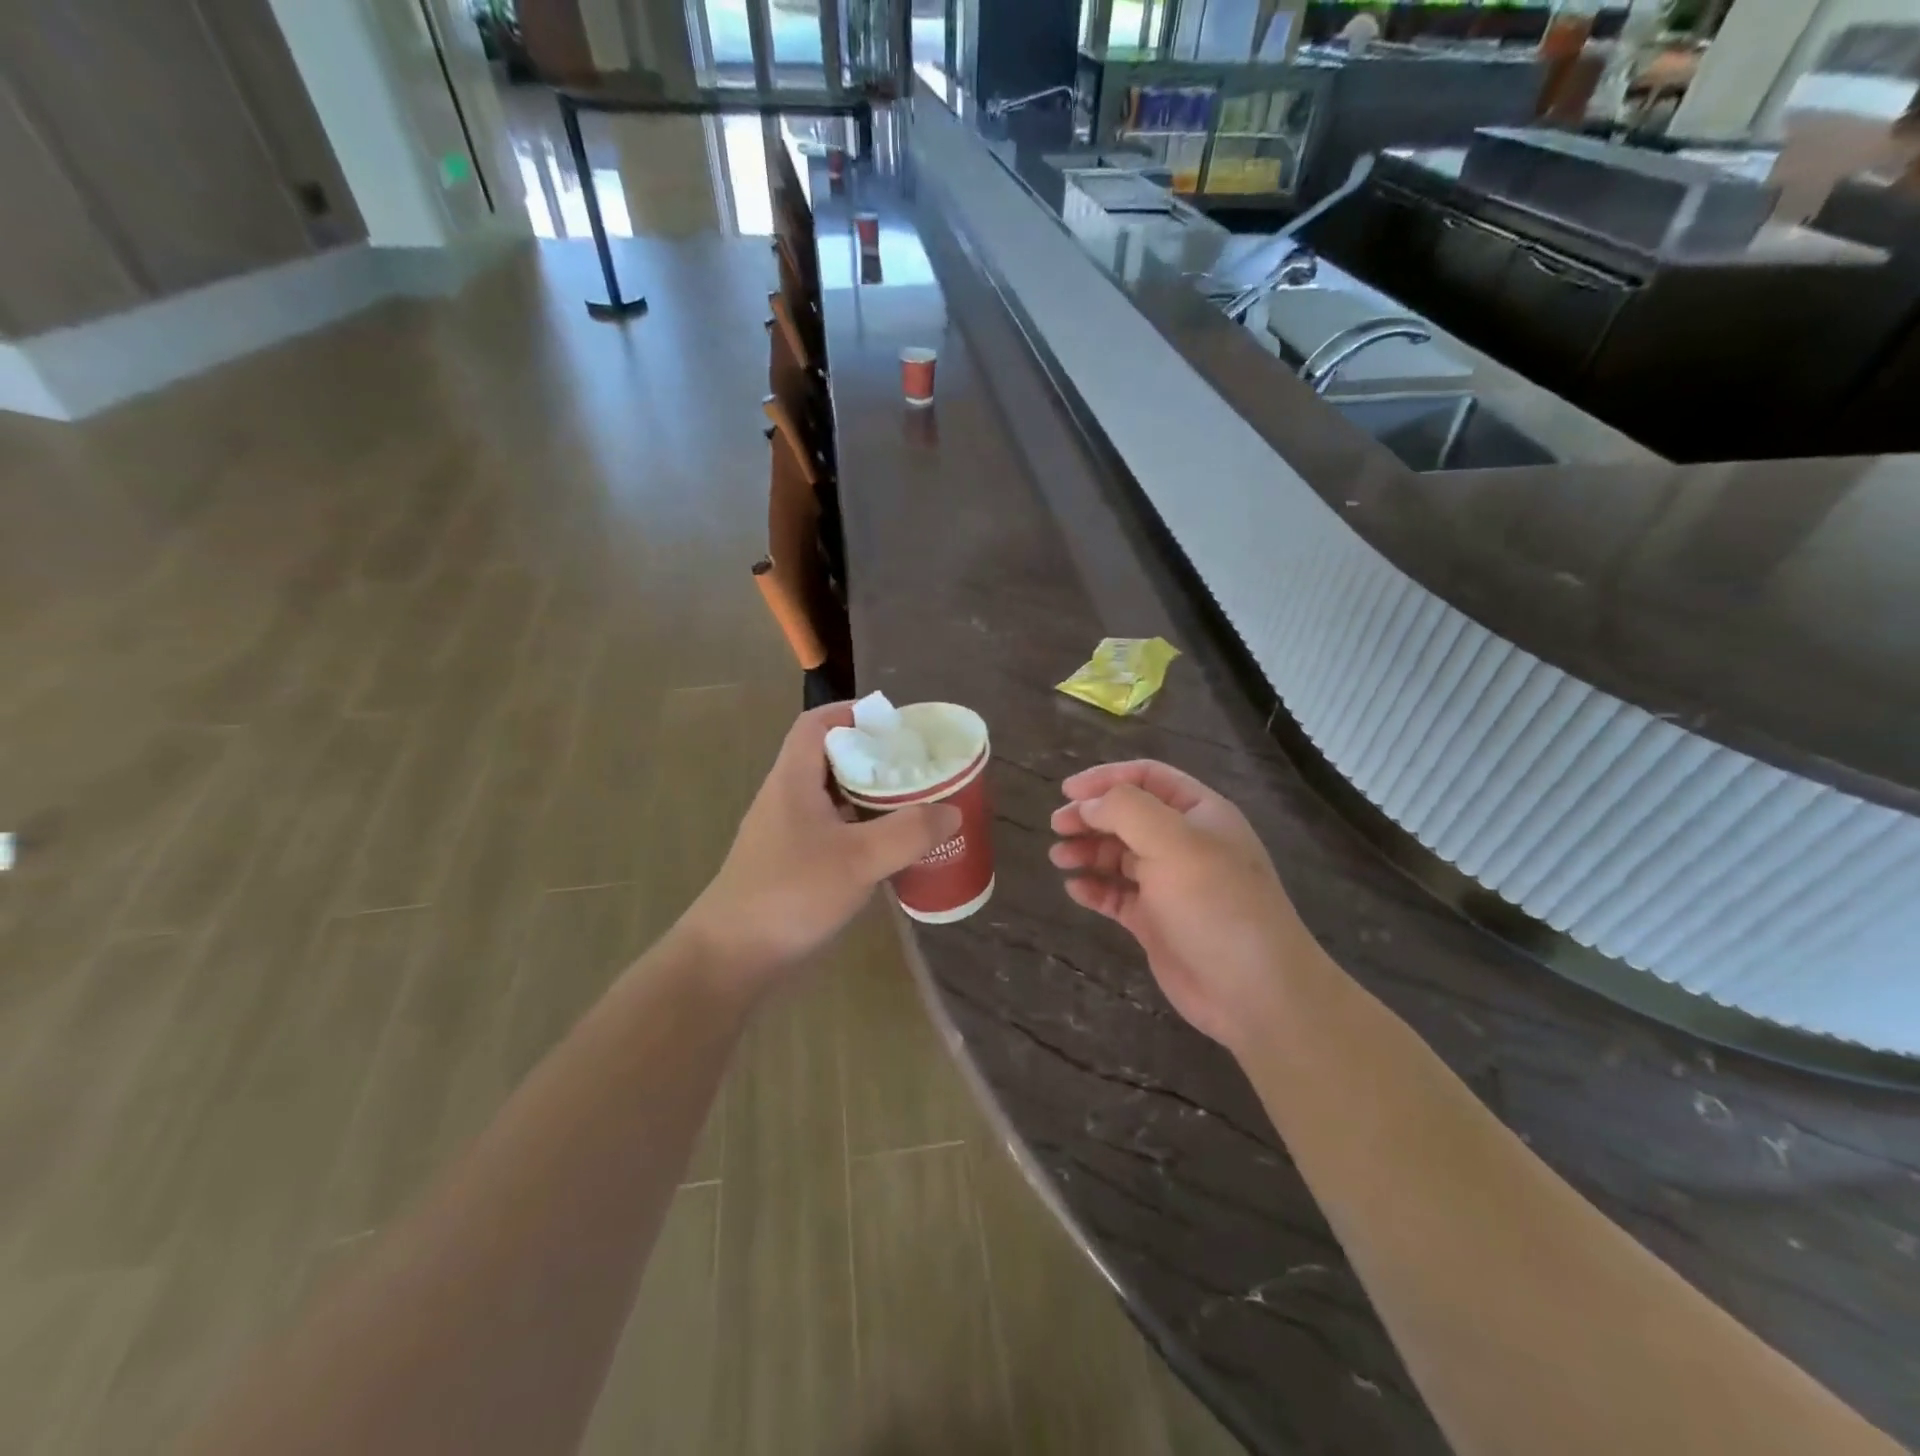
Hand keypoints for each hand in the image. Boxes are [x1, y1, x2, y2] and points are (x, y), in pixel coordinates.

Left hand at [682, 703, 961, 986]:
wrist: (732, 957)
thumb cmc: (790, 894)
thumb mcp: (859, 859)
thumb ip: (909, 832)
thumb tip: (951, 811)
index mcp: (794, 780)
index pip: (816, 723)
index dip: (852, 712)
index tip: (894, 724)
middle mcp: (787, 798)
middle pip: (830, 758)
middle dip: (873, 756)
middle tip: (916, 766)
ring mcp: (787, 834)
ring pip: (833, 798)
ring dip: (869, 796)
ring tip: (913, 803)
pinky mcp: (792, 864)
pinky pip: (832, 832)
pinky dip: (861, 830)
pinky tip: (889, 849)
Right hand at [1049, 760, 1305, 1050]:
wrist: (1253, 991)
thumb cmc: (1215, 904)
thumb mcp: (1172, 841)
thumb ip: (1126, 809)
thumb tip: (1087, 804)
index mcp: (1199, 813)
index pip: (1147, 777)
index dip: (1106, 778)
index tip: (1068, 792)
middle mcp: (1184, 843)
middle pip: (1128, 815)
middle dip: (1091, 816)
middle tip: (1057, 825)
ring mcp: (1170, 884)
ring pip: (1119, 855)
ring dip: (1088, 850)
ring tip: (1059, 857)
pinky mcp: (1156, 921)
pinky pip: (1117, 895)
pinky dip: (1094, 888)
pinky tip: (1075, 889)